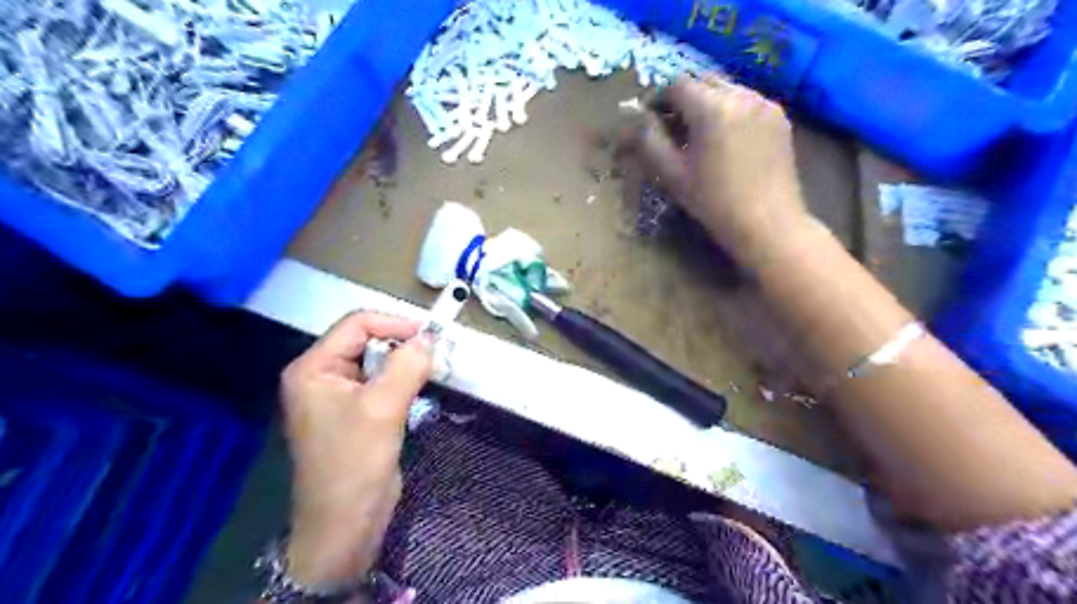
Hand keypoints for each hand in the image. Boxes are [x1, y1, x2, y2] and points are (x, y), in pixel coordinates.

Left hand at [281, 313, 432, 587]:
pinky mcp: (357, 412)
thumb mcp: (382, 408)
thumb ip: (406, 366)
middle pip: (367, 340)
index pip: (357, 325)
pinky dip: (403, 380)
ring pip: (378, 362)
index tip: (430, 335)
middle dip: (401, 344)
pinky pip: (382, 383)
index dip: (394, 324)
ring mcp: (339, 395)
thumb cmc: (354, 463)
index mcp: (313, 368)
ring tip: (432, 369)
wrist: (346, 524)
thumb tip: (430, 338)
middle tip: (435, 353)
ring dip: (405, 363)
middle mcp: (322, 375)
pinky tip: (420, 387)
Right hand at [638, 74, 806, 266]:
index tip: (650, 119)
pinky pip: (748, 102)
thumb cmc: (713, 201)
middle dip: (685, 98)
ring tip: (701, 134)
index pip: (677, 85)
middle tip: (673, 126)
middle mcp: (741, 94)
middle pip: (704, 81)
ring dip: (709, 103)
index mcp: (711, 107)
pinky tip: (727, 140)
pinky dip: (731, 111)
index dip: (659, 98)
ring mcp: (765, 104)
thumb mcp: (672, 174)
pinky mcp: (780, 117)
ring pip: (728, 89)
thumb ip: (650, 140)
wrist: (767, 222)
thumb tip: (637, 118)